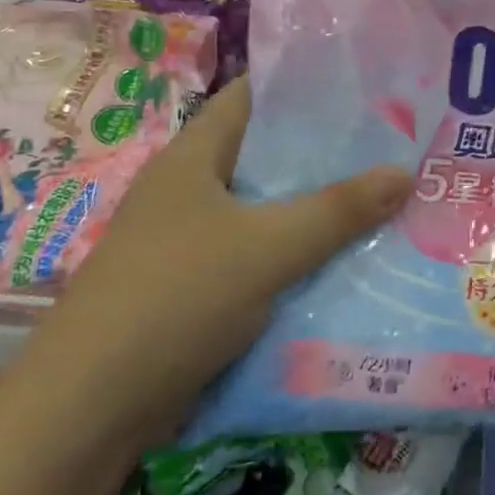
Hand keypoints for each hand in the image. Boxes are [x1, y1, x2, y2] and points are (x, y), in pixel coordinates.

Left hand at [41, 80, 413, 436]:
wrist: (90, 408)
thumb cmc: (176, 298)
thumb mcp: (267, 247)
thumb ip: (337, 210)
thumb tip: (404, 171)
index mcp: (194, 158)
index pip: (251, 97)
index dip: (304, 85)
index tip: (365, 86)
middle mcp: (191, 191)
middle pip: (266, 156)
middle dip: (325, 154)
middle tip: (393, 148)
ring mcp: (191, 242)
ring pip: (267, 212)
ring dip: (316, 210)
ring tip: (385, 201)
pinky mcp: (197, 289)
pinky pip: (260, 257)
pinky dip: (298, 256)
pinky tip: (345, 263)